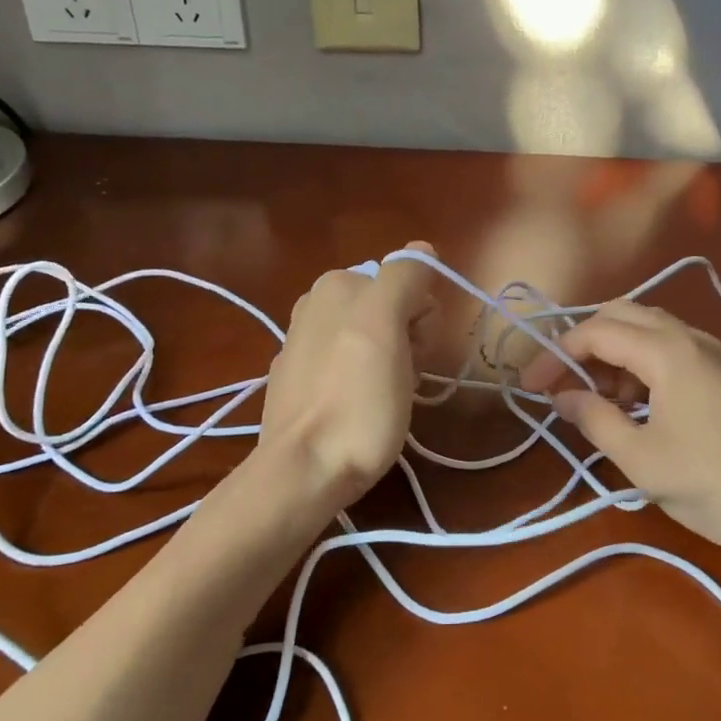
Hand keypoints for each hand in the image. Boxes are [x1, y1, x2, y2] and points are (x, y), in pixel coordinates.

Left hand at [257, 245, 437, 514]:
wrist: (305, 471)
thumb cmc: (356, 398)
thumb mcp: (387, 325)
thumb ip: (405, 277)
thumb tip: (422, 249)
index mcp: (335, 284)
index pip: (407, 282)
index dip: (422, 316)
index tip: (416, 351)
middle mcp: (313, 306)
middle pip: (389, 310)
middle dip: (407, 339)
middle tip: (402, 376)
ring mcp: (302, 346)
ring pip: (372, 340)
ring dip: (390, 363)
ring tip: (384, 399)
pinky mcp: (298, 384)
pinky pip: (350, 368)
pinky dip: (363, 382)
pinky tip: (358, 410)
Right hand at [520, 300, 720, 569]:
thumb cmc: (714, 485)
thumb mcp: (642, 459)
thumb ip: (594, 419)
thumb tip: (561, 397)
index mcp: (667, 350)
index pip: (597, 331)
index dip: (556, 353)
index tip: (530, 386)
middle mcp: (691, 338)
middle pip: (623, 316)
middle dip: (584, 344)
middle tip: (561, 383)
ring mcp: (714, 353)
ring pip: (649, 331)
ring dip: (614, 355)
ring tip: (597, 401)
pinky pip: (672, 350)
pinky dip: (642, 366)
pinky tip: (636, 406)